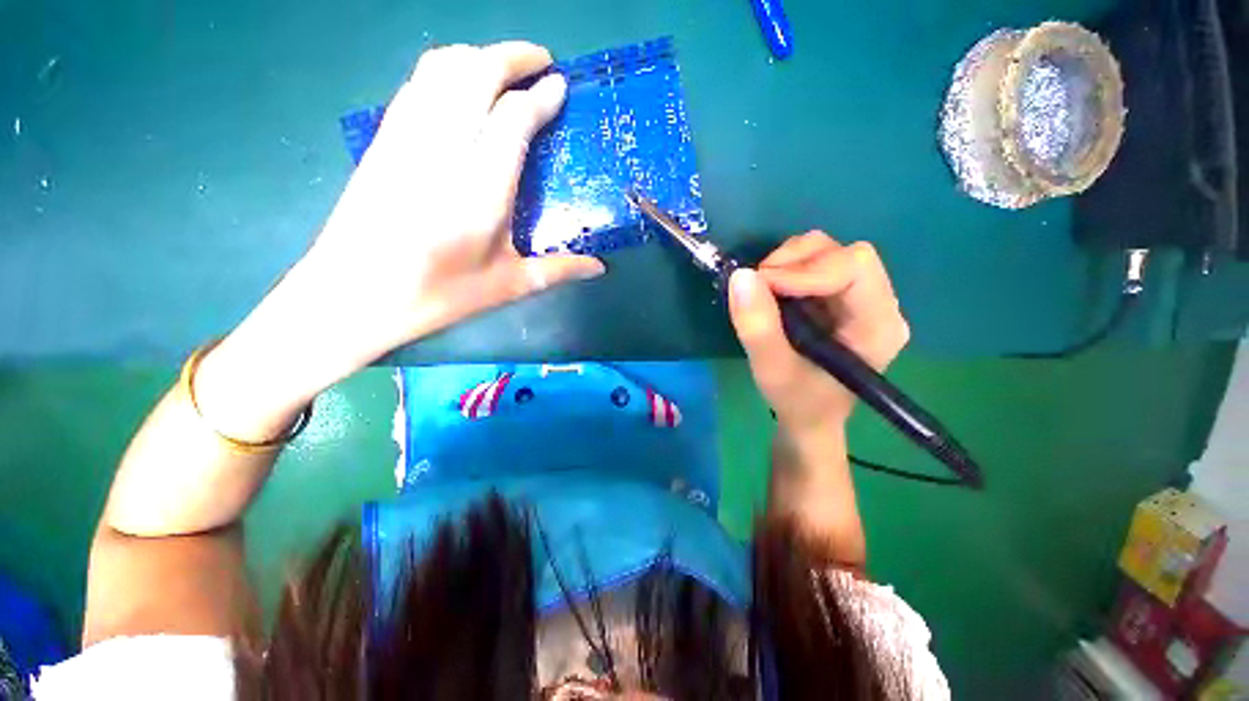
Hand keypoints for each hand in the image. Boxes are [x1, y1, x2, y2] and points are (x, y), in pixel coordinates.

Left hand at [195, 42, 605, 439]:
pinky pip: (417, 84)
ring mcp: (406, 138)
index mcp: (480, 189)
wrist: (353, 295)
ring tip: (504, 66)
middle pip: (475, 73)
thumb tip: (599, 268)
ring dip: (478, 56)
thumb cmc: (438, 295)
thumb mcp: (508, 287)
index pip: (512, 118)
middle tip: (541, 61)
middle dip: (511, 56)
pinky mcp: (383, 140)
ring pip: (441, 68)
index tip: (561, 86)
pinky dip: (445, 70)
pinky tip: (460, 86)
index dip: (540, 96)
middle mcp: (442, 150)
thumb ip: (558, 270)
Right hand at [728, 232, 908, 438]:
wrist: (808, 417)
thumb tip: (740, 276)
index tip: (763, 285)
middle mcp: (877, 303)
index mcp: (878, 324)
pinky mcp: (837, 296)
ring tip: (763, 291)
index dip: (806, 269)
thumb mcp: (773, 371)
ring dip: (787, 263)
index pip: (855, 267)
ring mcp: (858, 297)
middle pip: (842, 253)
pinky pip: (813, 263)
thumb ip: (758, 328)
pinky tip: (772, 293)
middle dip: (793, 262)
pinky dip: (785, 269)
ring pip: (826, 252)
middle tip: (759, 287)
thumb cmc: (798, 402)